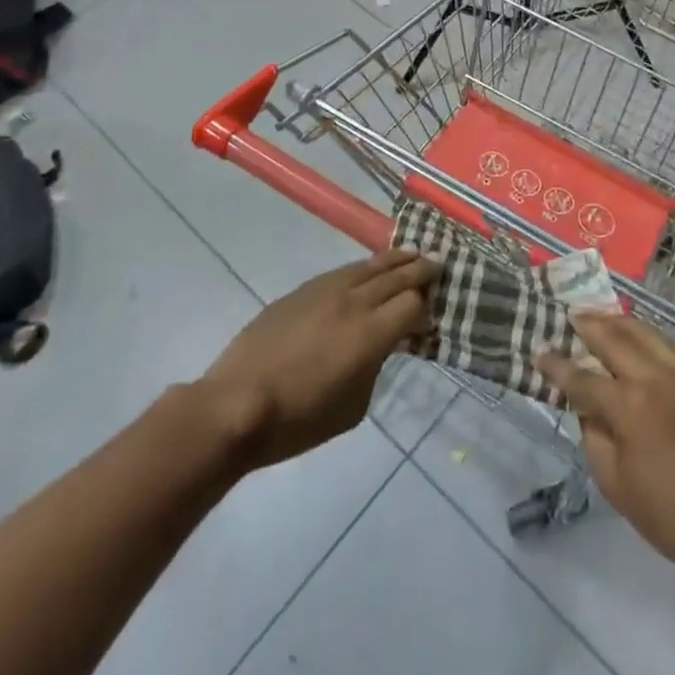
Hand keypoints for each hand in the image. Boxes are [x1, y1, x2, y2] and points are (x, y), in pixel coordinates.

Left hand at [202, 250, 437, 470]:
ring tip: (411, 254)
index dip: (425, 306)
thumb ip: (375, 368)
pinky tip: (369, 269)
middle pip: (396, 276)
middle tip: (438, 263)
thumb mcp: (353, 407)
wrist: (237, 405)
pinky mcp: (302, 290)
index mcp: (371, 334)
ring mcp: (326, 290)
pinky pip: (343, 271)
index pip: (411, 304)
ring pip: (369, 266)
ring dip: (394, 260)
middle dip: (419, 270)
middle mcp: (354, 302)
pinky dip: (364, 267)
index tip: (431, 311)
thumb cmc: (298, 420)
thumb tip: (381, 346)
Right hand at [537, 314, 674, 573]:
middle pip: (613, 337)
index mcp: (629, 405)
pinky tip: (641, 338)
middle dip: (587, 324)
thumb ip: (593, 436)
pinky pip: (671, 345)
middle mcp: (655, 376)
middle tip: (570, 315)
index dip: (557, 365)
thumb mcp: (614, 484)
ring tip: (600, 317)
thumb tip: (587, 408)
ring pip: (645, 332)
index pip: (582, 377)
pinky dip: (649, 336)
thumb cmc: (669, 514)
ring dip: (618, 322)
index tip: (539, 352)